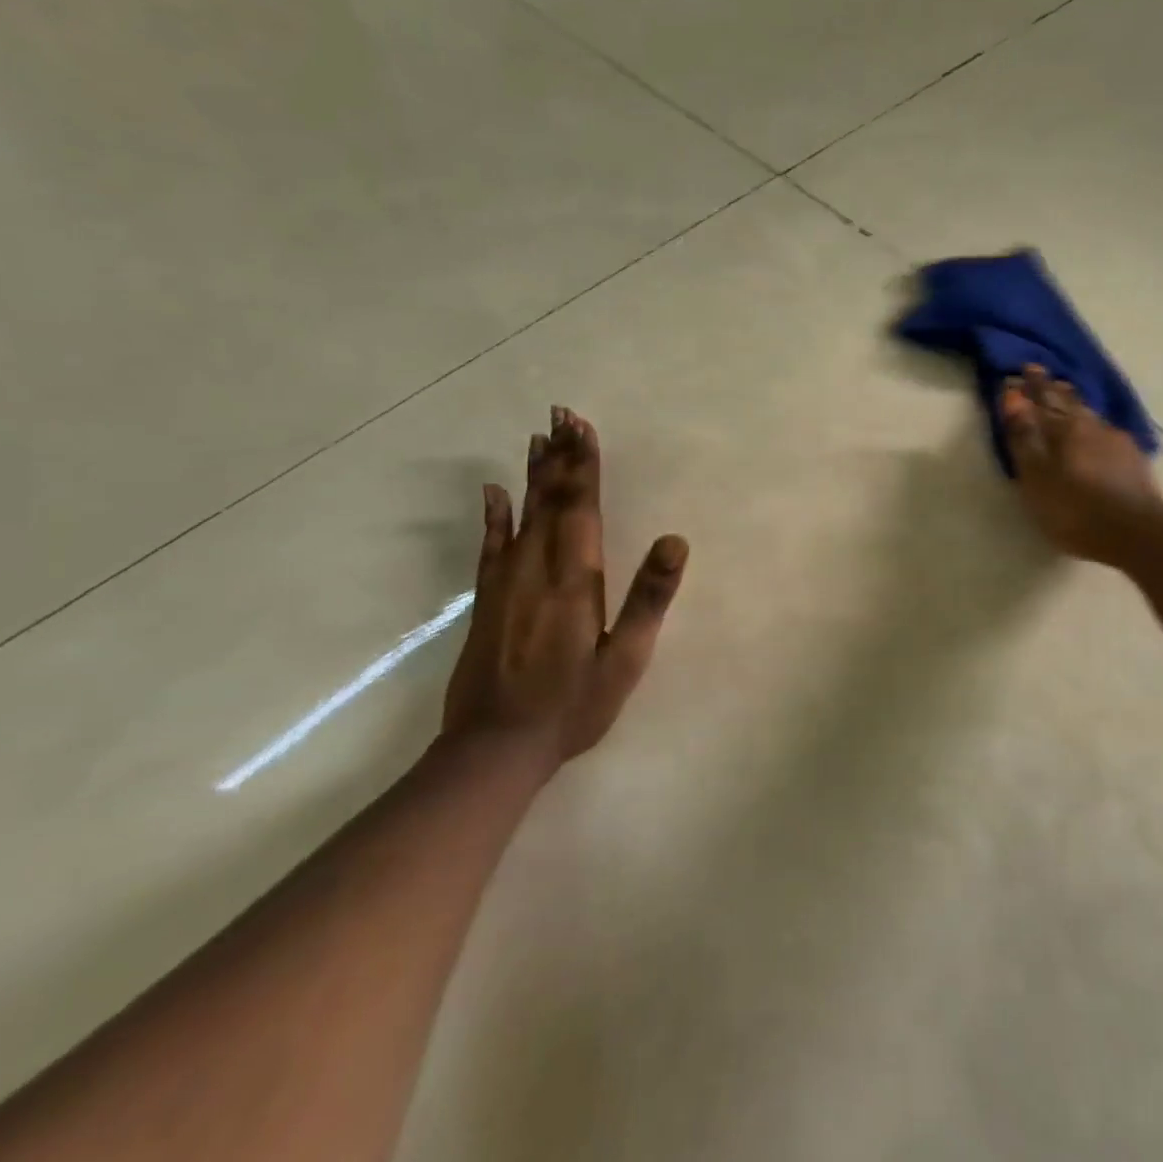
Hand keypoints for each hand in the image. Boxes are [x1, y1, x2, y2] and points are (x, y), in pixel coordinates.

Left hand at [442, 407, 687, 779]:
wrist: (495, 747)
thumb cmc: (573, 705)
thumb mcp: (625, 658)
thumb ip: (649, 598)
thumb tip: (675, 541)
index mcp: (575, 580)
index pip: (581, 508)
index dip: (584, 466)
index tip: (582, 426)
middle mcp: (537, 569)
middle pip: (551, 500)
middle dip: (560, 456)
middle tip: (561, 414)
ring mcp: (506, 582)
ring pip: (522, 514)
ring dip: (534, 474)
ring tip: (539, 437)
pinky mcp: (487, 599)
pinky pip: (490, 544)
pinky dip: (494, 514)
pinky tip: (494, 490)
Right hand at [1000, 365, 1162, 566]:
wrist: (1137, 532)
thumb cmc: (1075, 509)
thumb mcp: (1036, 476)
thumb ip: (1024, 437)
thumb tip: (1013, 396)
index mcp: (1064, 428)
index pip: (1043, 399)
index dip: (1031, 386)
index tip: (1022, 370)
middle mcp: (1091, 426)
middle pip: (1069, 402)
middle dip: (1054, 389)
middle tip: (1044, 376)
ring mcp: (1117, 442)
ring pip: (1091, 415)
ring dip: (1076, 405)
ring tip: (1068, 398)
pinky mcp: (1135, 460)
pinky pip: (1108, 433)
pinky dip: (1096, 428)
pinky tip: (1099, 434)